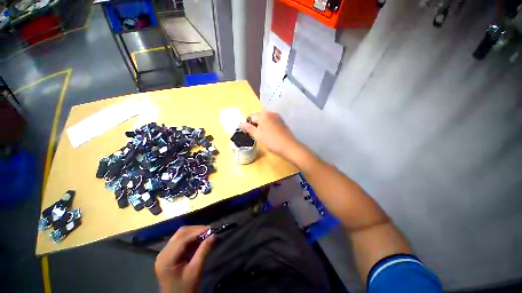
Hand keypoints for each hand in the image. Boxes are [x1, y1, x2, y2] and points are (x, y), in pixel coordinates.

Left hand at [155, 226, 215, 292]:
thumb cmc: (186, 288)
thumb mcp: (196, 270)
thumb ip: (204, 251)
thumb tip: (214, 234)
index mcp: (166, 258)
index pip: (182, 238)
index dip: (198, 231)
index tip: (212, 229)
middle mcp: (163, 253)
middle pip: (181, 233)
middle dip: (196, 230)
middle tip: (210, 231)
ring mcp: (165, 253)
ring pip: (181, 235)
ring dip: (194, 233)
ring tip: (207, 234)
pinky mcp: (169, 254)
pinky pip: (181, 241)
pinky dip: (191, 239)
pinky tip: (200, 240)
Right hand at [240, 111, 301, 159]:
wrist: (289, 147)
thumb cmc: (272, 142)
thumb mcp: (258, 136)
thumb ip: (249, 128)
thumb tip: (240, 123)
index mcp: (264, 115)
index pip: (251, 117)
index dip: (248, 124)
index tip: (248, 133)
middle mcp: (271, 113)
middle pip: (258, 116)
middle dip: (255, 124)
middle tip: (255, 134)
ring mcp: (277, 117)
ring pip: (265, 119)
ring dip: (261, 124)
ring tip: (262, 135)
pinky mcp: (282, 121)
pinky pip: (271, 121)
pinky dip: (268, 125)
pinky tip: (269, 134)